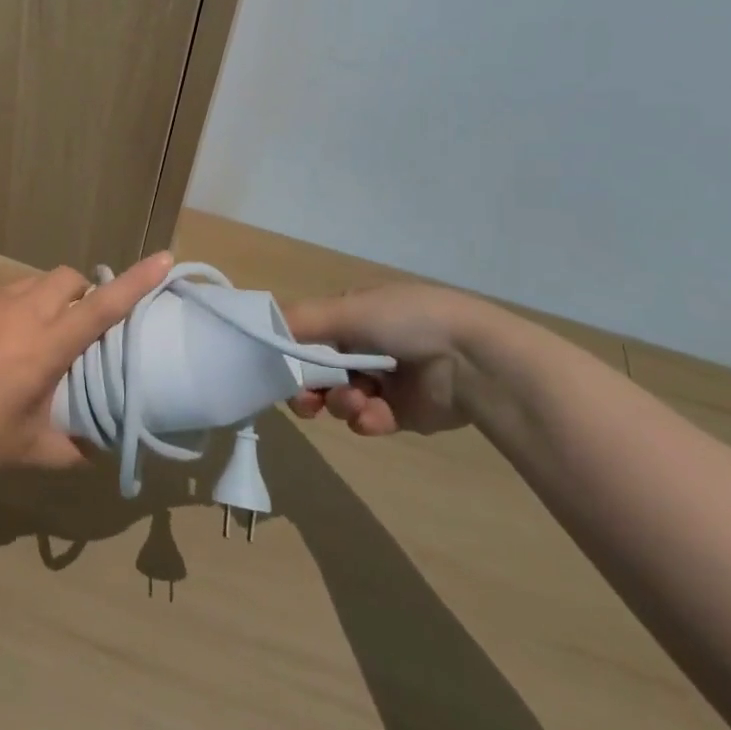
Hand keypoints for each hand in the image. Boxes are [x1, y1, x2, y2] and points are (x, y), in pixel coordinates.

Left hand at [0, 252, 173, 472]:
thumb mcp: (26, 449)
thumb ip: (69, 449)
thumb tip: (97, 451)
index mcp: (45, 346)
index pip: (102, 307)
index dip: (136, 282)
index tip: (164, 258)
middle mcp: (23, 312)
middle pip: (70, 278)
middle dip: (86, 291)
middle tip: (82, 327)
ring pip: (37, 280)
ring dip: (53, 296)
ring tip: (42, 333)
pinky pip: (8, 290)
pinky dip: (21, 303)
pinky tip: (3, 338)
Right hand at [283, 283, 494, 435]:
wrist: (473, 360)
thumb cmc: (406, 321)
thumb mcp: (347, 310)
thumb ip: (299, 321)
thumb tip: (256, 327)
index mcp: (351, 315)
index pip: (305, 336)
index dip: (289, 353)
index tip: (276, 369)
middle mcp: (362, 345)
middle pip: (316, 371)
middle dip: (307, 386)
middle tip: (304, 400)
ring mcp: (381, 380)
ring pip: (338, 397)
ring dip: (338, 402)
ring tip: (352, 402)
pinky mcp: (399, 413)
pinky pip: (366, 419)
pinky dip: (364, 418)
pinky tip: (372, 415)